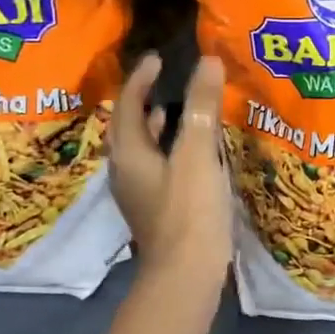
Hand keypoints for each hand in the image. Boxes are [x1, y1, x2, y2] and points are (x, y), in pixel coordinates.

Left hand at [109, 53, 231, 289]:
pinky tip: (190, 151)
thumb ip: (203, 107)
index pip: (129, 105)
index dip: (141, 79)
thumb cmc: (189, 211)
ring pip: (141, 148)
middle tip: (164, 79)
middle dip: (144, 100)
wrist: (186, 274)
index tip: (157, 58)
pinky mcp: (154, 208)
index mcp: (129, 153)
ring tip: (175, 108)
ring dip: (155, 125)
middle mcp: (125, 170)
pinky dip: (168, 148)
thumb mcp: (198, 155)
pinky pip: (156, 166)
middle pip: (129, 126)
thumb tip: (209, 62)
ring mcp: (138, 193)